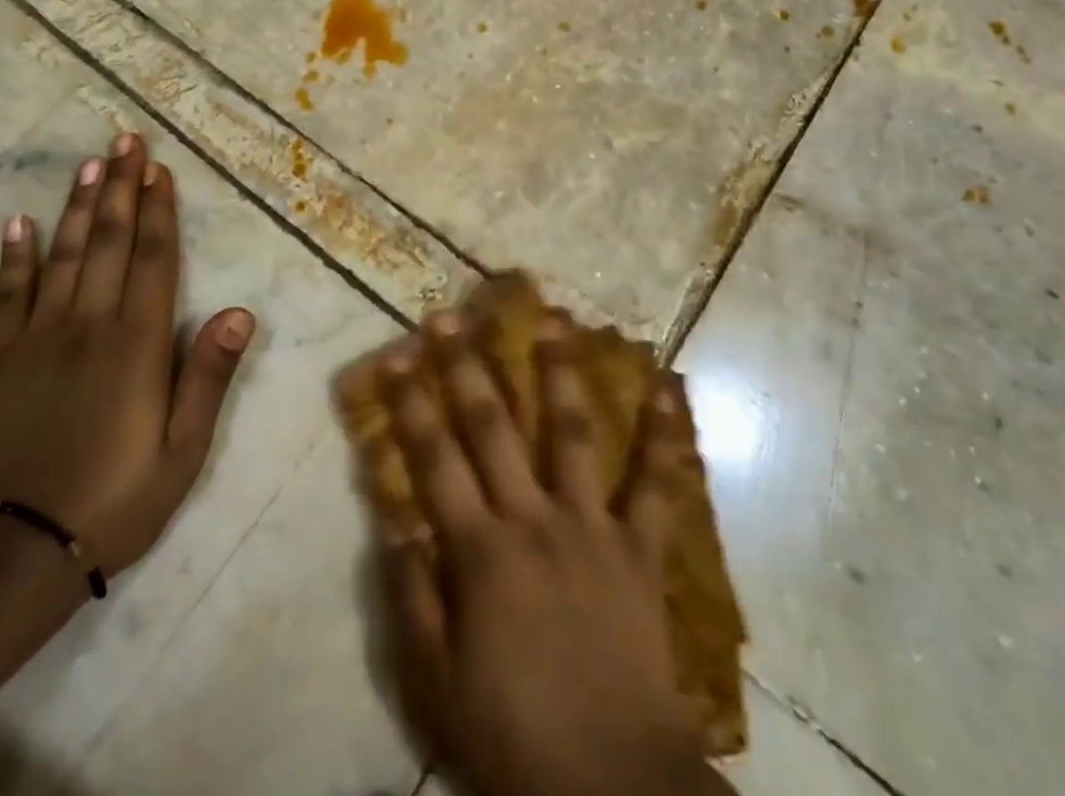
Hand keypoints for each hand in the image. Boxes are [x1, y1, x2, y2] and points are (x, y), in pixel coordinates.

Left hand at [0, 133, 254, 577]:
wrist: (13, 555)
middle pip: (107, 242)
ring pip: (62, 256)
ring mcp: (37, 340)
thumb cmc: (115, 501)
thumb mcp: (183, 452)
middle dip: (120, 188)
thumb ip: (208, 377)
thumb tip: (240, 312)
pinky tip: (17, 223)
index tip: (159, 170)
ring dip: (77, 206)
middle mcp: (87, 327)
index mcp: (136, 346)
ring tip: (89, 164)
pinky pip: (8, 296)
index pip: (152, 260)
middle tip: (126, 140)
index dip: (158, 211)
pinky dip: (14, 257)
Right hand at [378, 311, 731, 795]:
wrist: (614, 787)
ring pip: (573, 432)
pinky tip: (669, 385)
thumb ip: (412, 599)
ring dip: (561, 371)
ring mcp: (592, 526)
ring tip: (556, 318)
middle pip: (493, 428)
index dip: (412, 404)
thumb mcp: (436, 686)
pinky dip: (664, 434)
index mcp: (480, 551)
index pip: (434, 459)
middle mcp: (533, 518)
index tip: (397, 355)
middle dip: (468, 366)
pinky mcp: (641, 547)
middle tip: (453, 315)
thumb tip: (395, 522)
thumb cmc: (514, 738)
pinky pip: (656, 484)